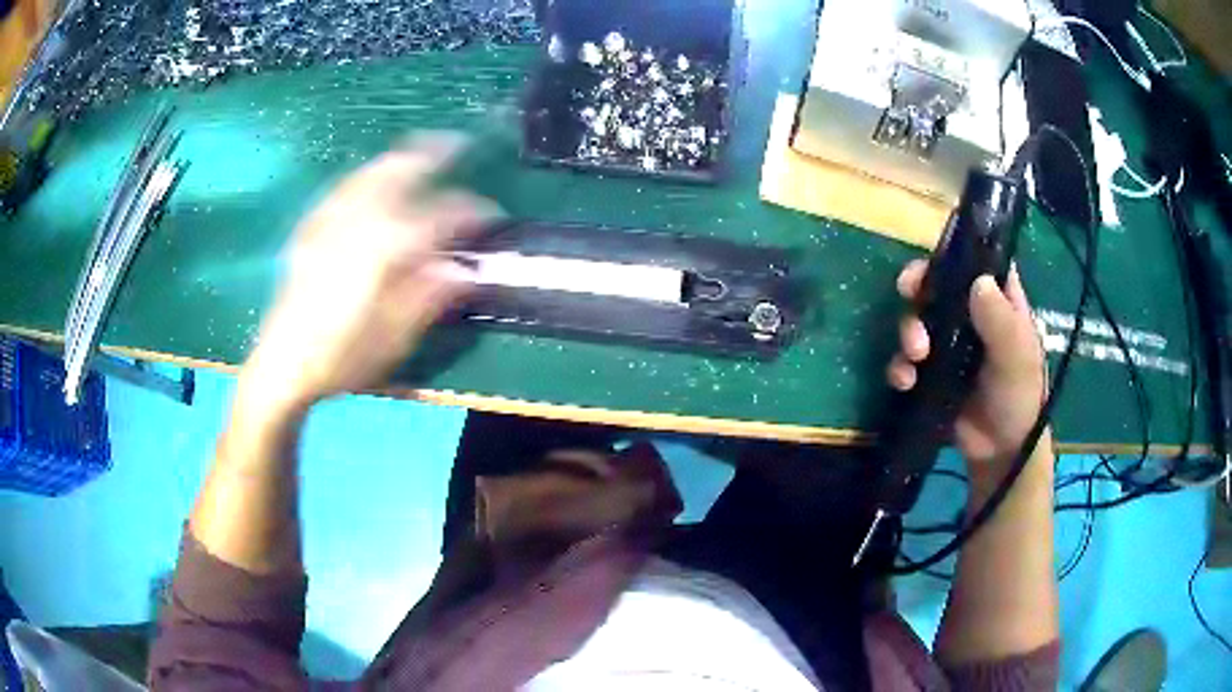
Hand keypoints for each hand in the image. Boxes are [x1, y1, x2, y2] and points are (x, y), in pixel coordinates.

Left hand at [241, 136, 498, 412]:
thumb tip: (463, 268)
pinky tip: (370, 181)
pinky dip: (365, 176)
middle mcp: (359, 223)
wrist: (281, 365)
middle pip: (401, 172)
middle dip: (433, 153)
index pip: (440, 217)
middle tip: (458, 143)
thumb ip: (429, 296)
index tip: (492, 214)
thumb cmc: (341, 358)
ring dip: (399, 158)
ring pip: (370, 173)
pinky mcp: (311, 229)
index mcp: (386, 249)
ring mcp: (331, 221)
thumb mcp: (394, 338)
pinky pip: (342, 188)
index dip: (471, 211)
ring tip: (418, 151)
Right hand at [886, 260, 1047, 479]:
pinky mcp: (929, 372)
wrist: (1000, 452)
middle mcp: (970, 314)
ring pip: (917, 319)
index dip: (955, 252)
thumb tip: (978, 282)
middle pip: (938, 284)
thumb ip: (1001, 322)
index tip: (935, 259)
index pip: (976, 261)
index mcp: (998, 301)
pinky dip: (900, 367)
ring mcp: (947, 343)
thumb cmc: (1019, 398)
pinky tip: (906, 382)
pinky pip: (906, 359)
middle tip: (909, 292)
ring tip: (916, 356)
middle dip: (919, 287)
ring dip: (908, 331)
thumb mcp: (1017, 359)